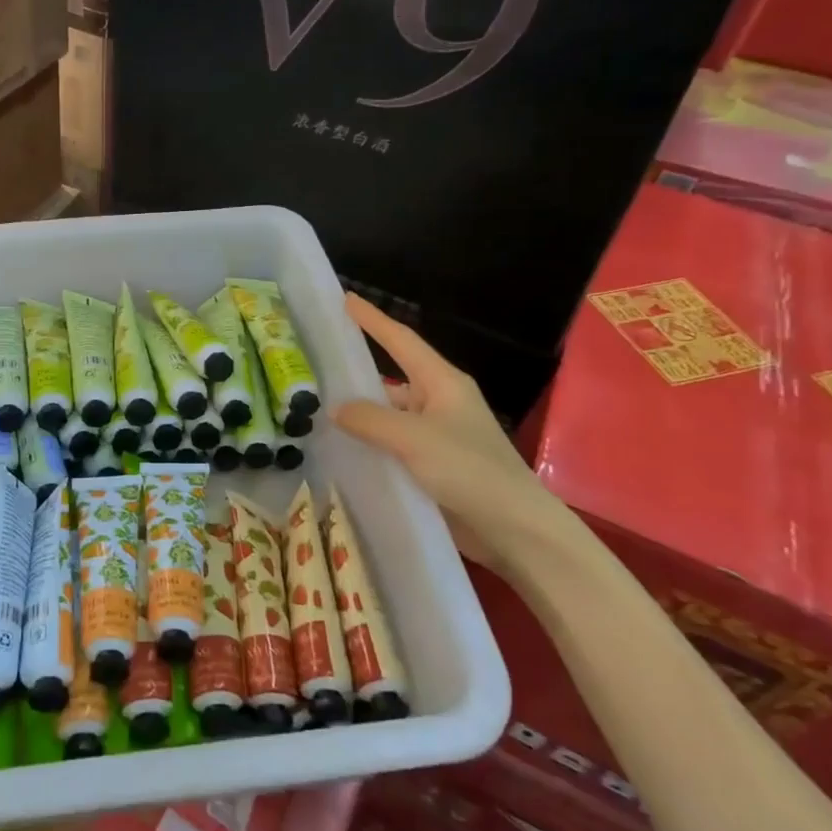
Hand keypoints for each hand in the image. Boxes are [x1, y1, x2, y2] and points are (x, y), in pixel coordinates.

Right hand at [333, 294, 591, 580]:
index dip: (373, 320)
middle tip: (315, 370)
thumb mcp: (414, 439)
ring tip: (316, 416)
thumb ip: (370, 420)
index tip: (345, 299)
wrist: (516, 531)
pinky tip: (342, 452)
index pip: (402, 341)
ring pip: (390, 417)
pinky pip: (394, 447)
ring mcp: (438, 437)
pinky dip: (371, 446)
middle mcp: (440, 404)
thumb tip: (334, 408)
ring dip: (362, 418)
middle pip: (391, 381)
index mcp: (443, 383)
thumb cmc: (470, 471)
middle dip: (357, 377)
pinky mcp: (434, 467)